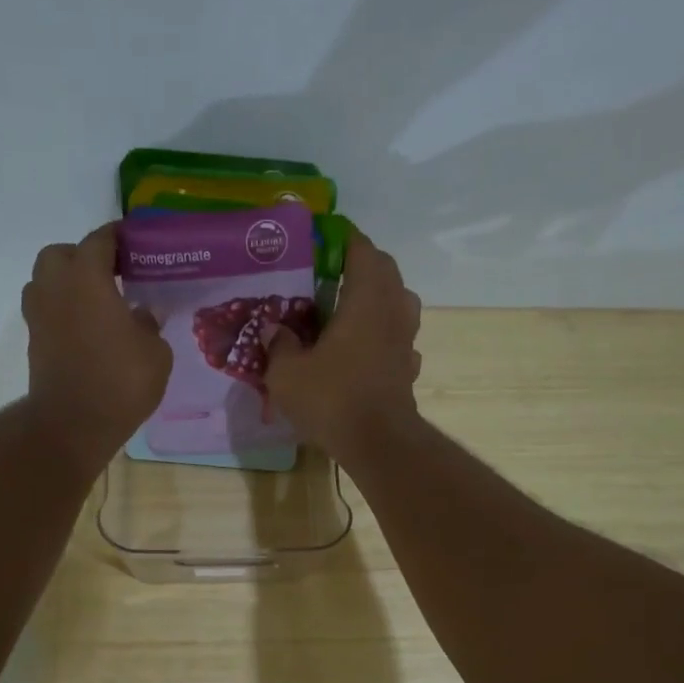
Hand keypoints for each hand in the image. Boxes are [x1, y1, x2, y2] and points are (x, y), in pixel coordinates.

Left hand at [23, 224, 171, 467]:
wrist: (73, 424)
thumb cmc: (120, 381)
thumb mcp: (155, 353)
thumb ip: (149, 325)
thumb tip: (141, 315)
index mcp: (87, 277)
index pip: (100, 240)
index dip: (118, 237)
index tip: (134, 242)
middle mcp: (56, 286)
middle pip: (61, 254)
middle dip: (83, 257)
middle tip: (110, 275)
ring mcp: (39, 315)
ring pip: (46, 281)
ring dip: (67, 284)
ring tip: (96, 302)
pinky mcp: (35, 341)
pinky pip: (47, 311)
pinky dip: (63, 312)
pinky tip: (87, 329)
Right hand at [264, 230, 421, 458]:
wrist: (378, 443)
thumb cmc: (332, 398)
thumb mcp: (287, 373)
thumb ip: (279, 345)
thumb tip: (275, 329)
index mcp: (366, 298)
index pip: (361, 249)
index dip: (342, 239)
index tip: (321, 239)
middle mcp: (393, 310)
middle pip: (384, 271)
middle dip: (360, 265)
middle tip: (330, 274)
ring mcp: (406, 340)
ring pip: (397, 303)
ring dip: (377, 298)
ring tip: (348, 309)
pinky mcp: (409, 368)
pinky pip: (398, 338)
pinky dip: (382, 334)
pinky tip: (363, 349)